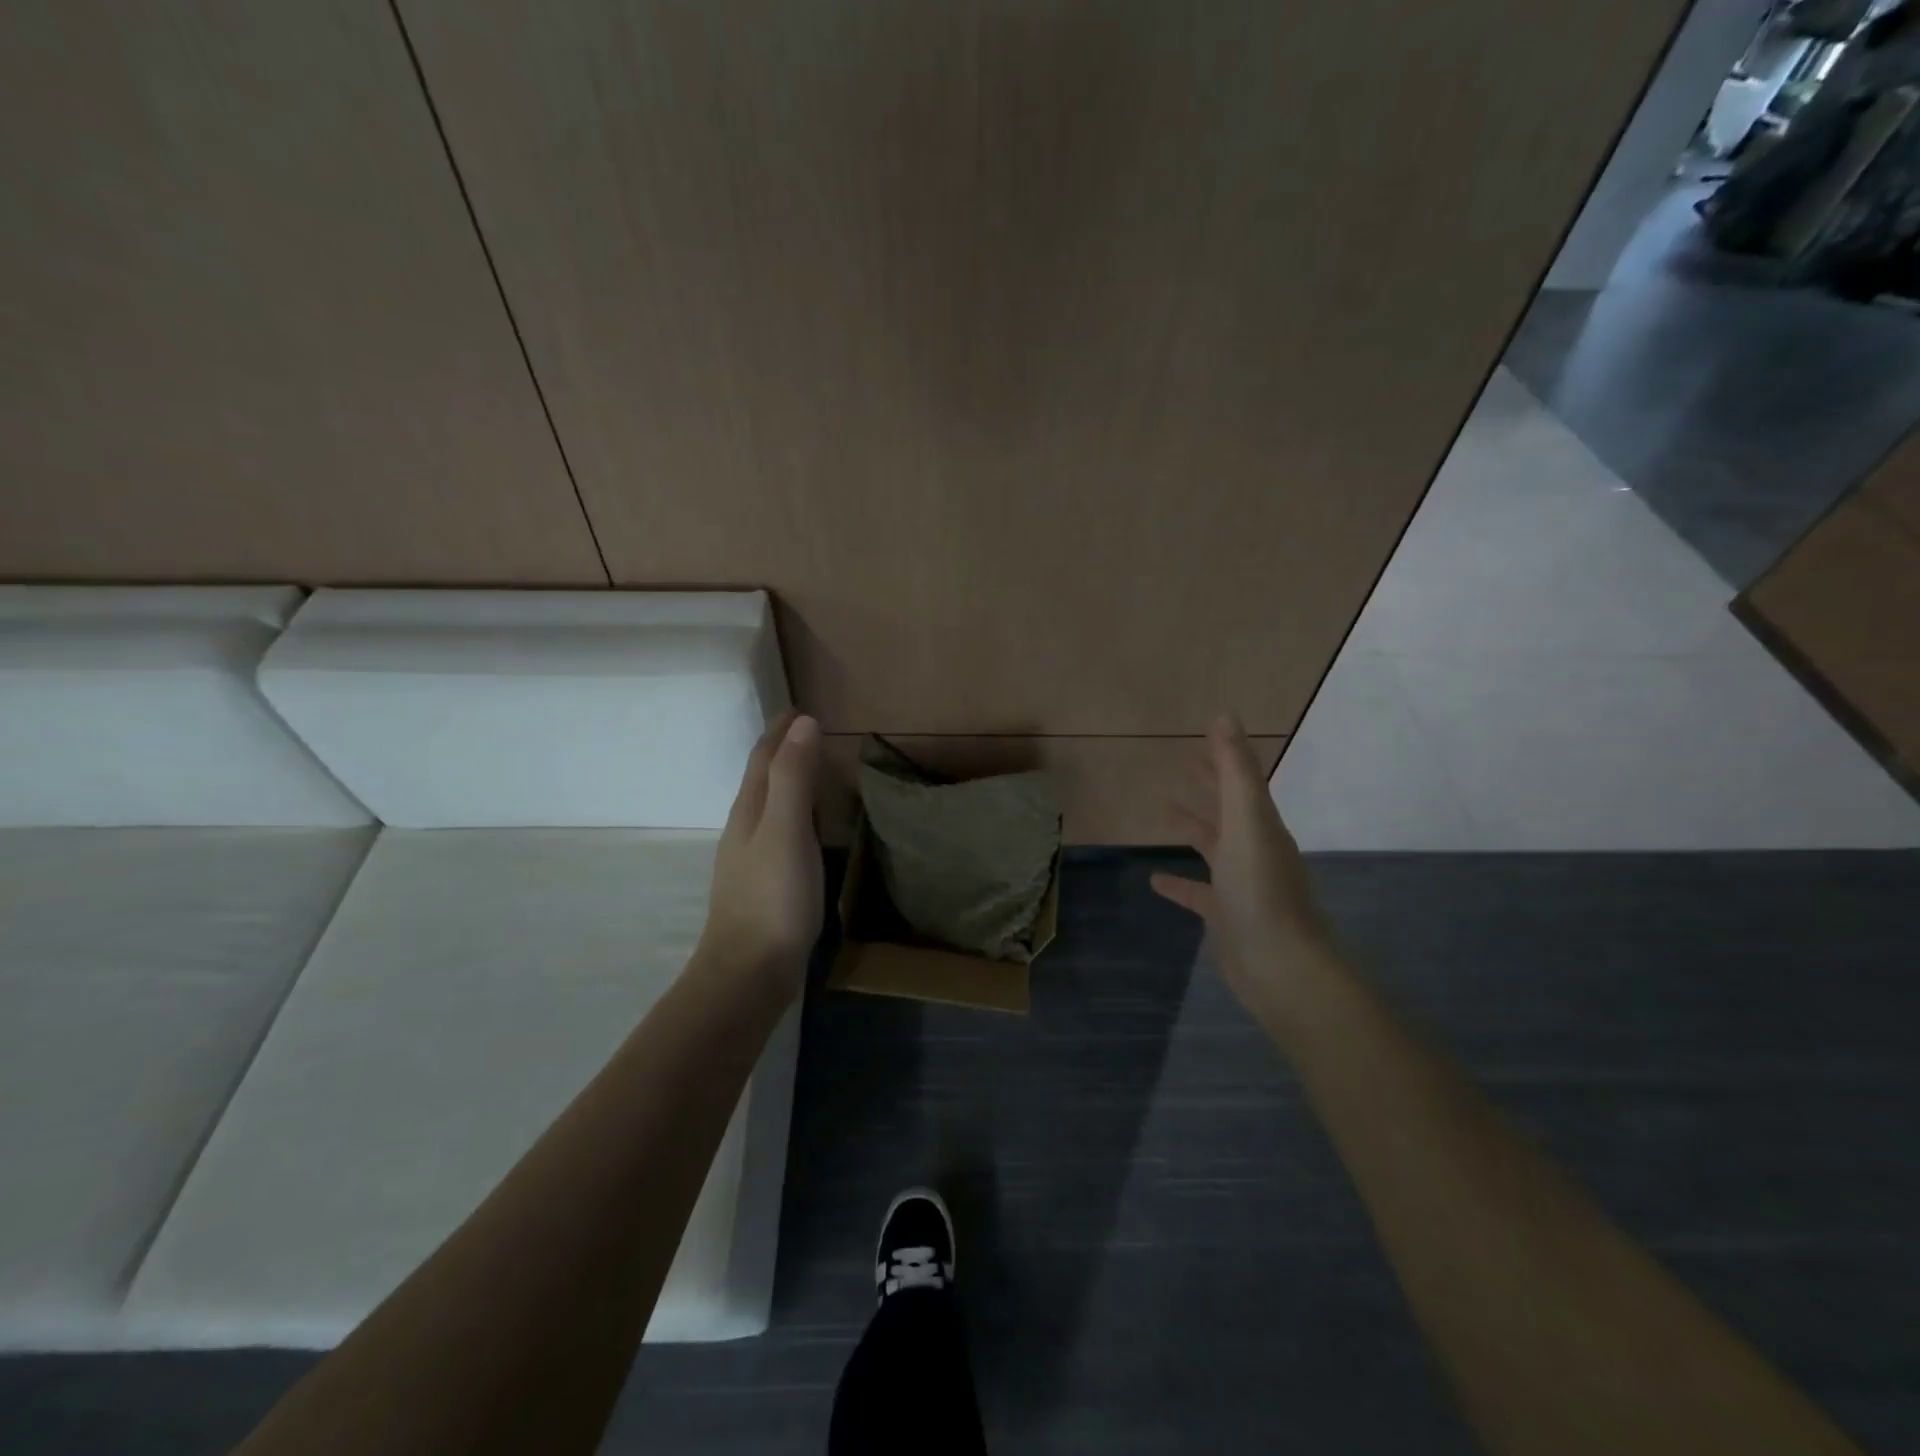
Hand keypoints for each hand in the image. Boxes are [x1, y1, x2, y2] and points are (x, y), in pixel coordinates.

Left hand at [698, 711, 823, 999]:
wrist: (748, 972)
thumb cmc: (772, 898)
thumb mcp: (786, 831)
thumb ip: (794, 777)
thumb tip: (803, 722)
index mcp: (749, 811)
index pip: (763, 758)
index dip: (780, 732)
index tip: (800, 709)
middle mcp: (744, 828)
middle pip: (760, 778)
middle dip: (780, 751)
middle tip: (809, 732)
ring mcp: (750, 859)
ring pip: (766, 805)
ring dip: (785, 781)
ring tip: (810, 770)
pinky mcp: (762, 884)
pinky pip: (777, 831)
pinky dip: (792, 813)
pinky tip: (803, 829)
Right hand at [1150, 717, 1333, 1008]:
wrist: (1281, 966)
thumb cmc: (1261, 888)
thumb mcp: (1246, 821)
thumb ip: (1235, 771)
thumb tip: (1224, 716)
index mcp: (1261, 824)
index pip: (1239, 781)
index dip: (1221, 758)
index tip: (1200, 736)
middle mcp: (1253, 849)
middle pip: (1227, 809)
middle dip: (1207, 784)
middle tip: (1180, 762)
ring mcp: (1240, 884)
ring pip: (1212, 846)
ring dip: (1191, 826)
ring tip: (1161, 810)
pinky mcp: (1225, 915)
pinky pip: (1197, 892)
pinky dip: (1177, 883)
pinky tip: (1154, 880)